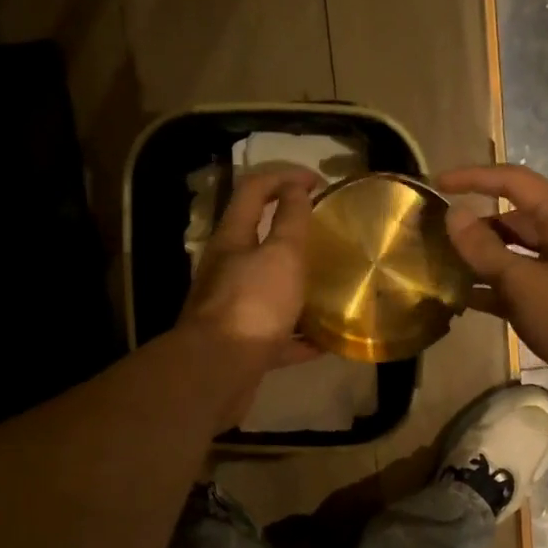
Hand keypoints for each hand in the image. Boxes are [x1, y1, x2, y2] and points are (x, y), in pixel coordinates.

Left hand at [179, 167, 323, 424]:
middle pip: (257, 240)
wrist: (218, 371)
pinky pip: (277, 336)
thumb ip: (291, 221)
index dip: (284, 176)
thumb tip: (295, 188)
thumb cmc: (252, 305)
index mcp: (232, 239)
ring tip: (329, 286)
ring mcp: (233, 311)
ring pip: (268, 289)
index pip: (253, 190)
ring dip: (297, 286)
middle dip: (290, 233)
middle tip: (325, 235)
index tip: (318, 182)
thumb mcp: (280, 254)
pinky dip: (300, 337)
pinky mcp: (243, 346)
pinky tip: (326, 342)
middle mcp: (227, 271)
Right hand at [436, 165, 547, 417]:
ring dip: (477, 258)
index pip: (512, 182)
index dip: (474, 178)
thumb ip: (484, 249)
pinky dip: (489, 288)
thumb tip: (453, 214)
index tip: (436, 184)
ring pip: (509, 253)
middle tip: (431, 232)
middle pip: (509, 218)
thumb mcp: (523, 282)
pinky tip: (459, 298)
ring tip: (437, 264)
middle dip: (472, 222)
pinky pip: (513, 284)